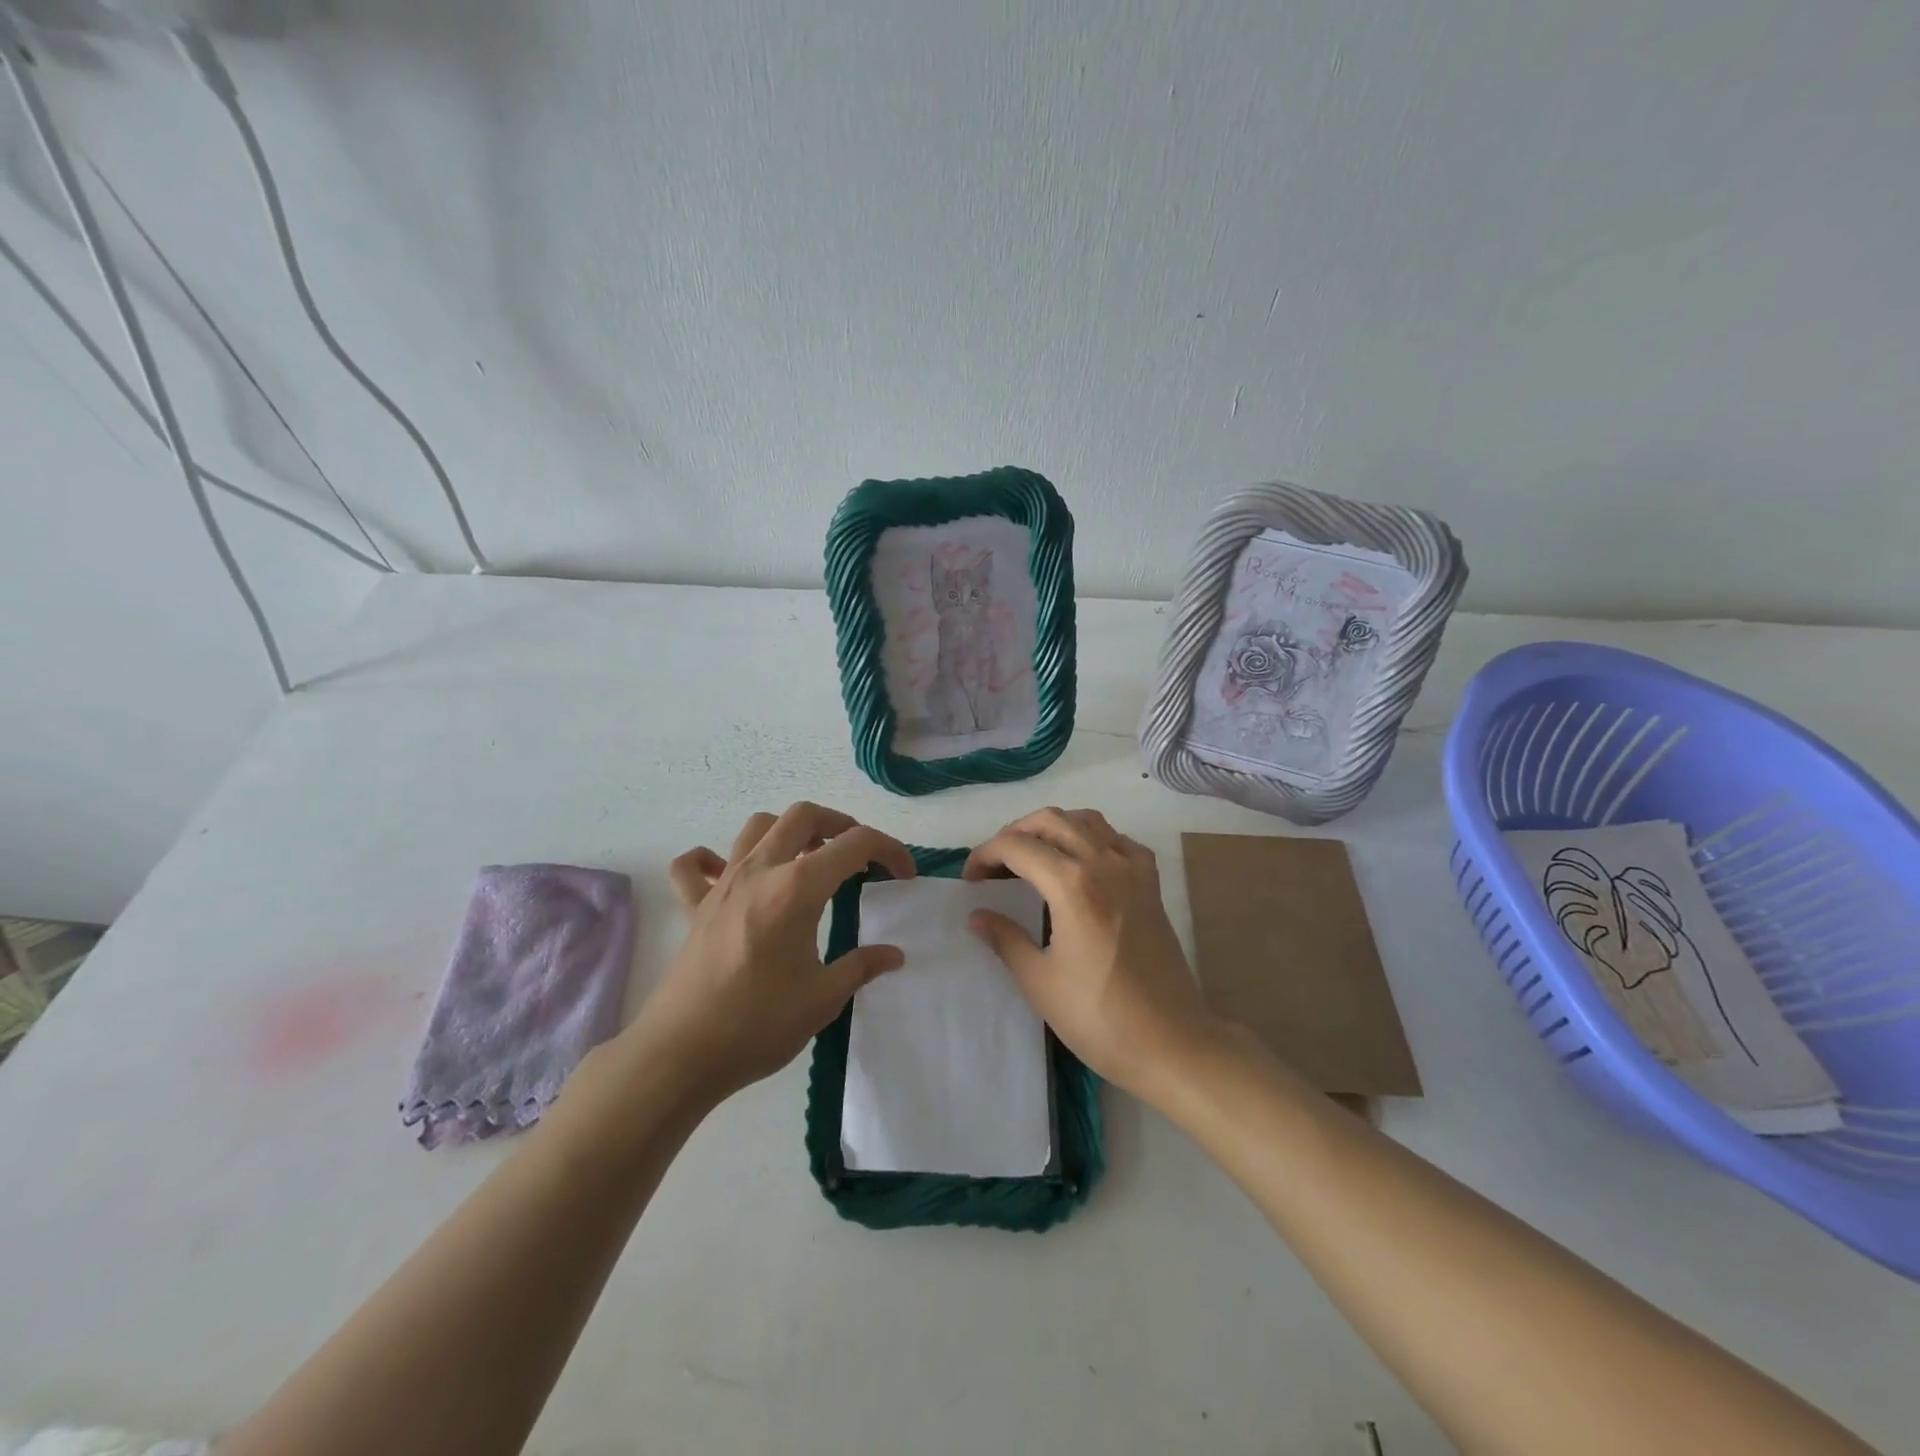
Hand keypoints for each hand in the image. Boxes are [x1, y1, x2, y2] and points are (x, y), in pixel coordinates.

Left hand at [628, 802, 914, 1104]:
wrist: (681, 1054)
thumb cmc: (758, 1024)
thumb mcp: (823, 999)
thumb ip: (861, 966)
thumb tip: (893, 955)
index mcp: (797, 889)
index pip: (854, 845)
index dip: (888, 850)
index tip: (904, 875)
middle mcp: (759, 872)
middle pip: (802, 816)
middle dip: (839, 824)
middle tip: (858, 855)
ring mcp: (722, 885)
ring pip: (756, 827)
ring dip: (788, 831)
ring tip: (807, 858)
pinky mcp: (694, 907)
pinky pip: (694, 866)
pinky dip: (712, 859)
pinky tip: (729, 875)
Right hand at [964, 808, 1220, 1100]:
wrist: (1170, 1042)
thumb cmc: (1098, 1016)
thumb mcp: (1039, 981)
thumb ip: (1005, 939)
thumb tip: (977, 916)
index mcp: (1071, 884)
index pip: (1017, 846)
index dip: (985, 855)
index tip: (970, 880)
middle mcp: (1103, 862)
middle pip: (1051, 821)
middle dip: (1015, 833)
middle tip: (996, 864)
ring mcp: (1133, 869)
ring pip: (1087, 820)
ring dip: (1054, 828)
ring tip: (1034, 856)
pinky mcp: (1152, 884)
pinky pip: (1119, 840)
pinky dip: (1093, 838)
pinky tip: (1082, 864)